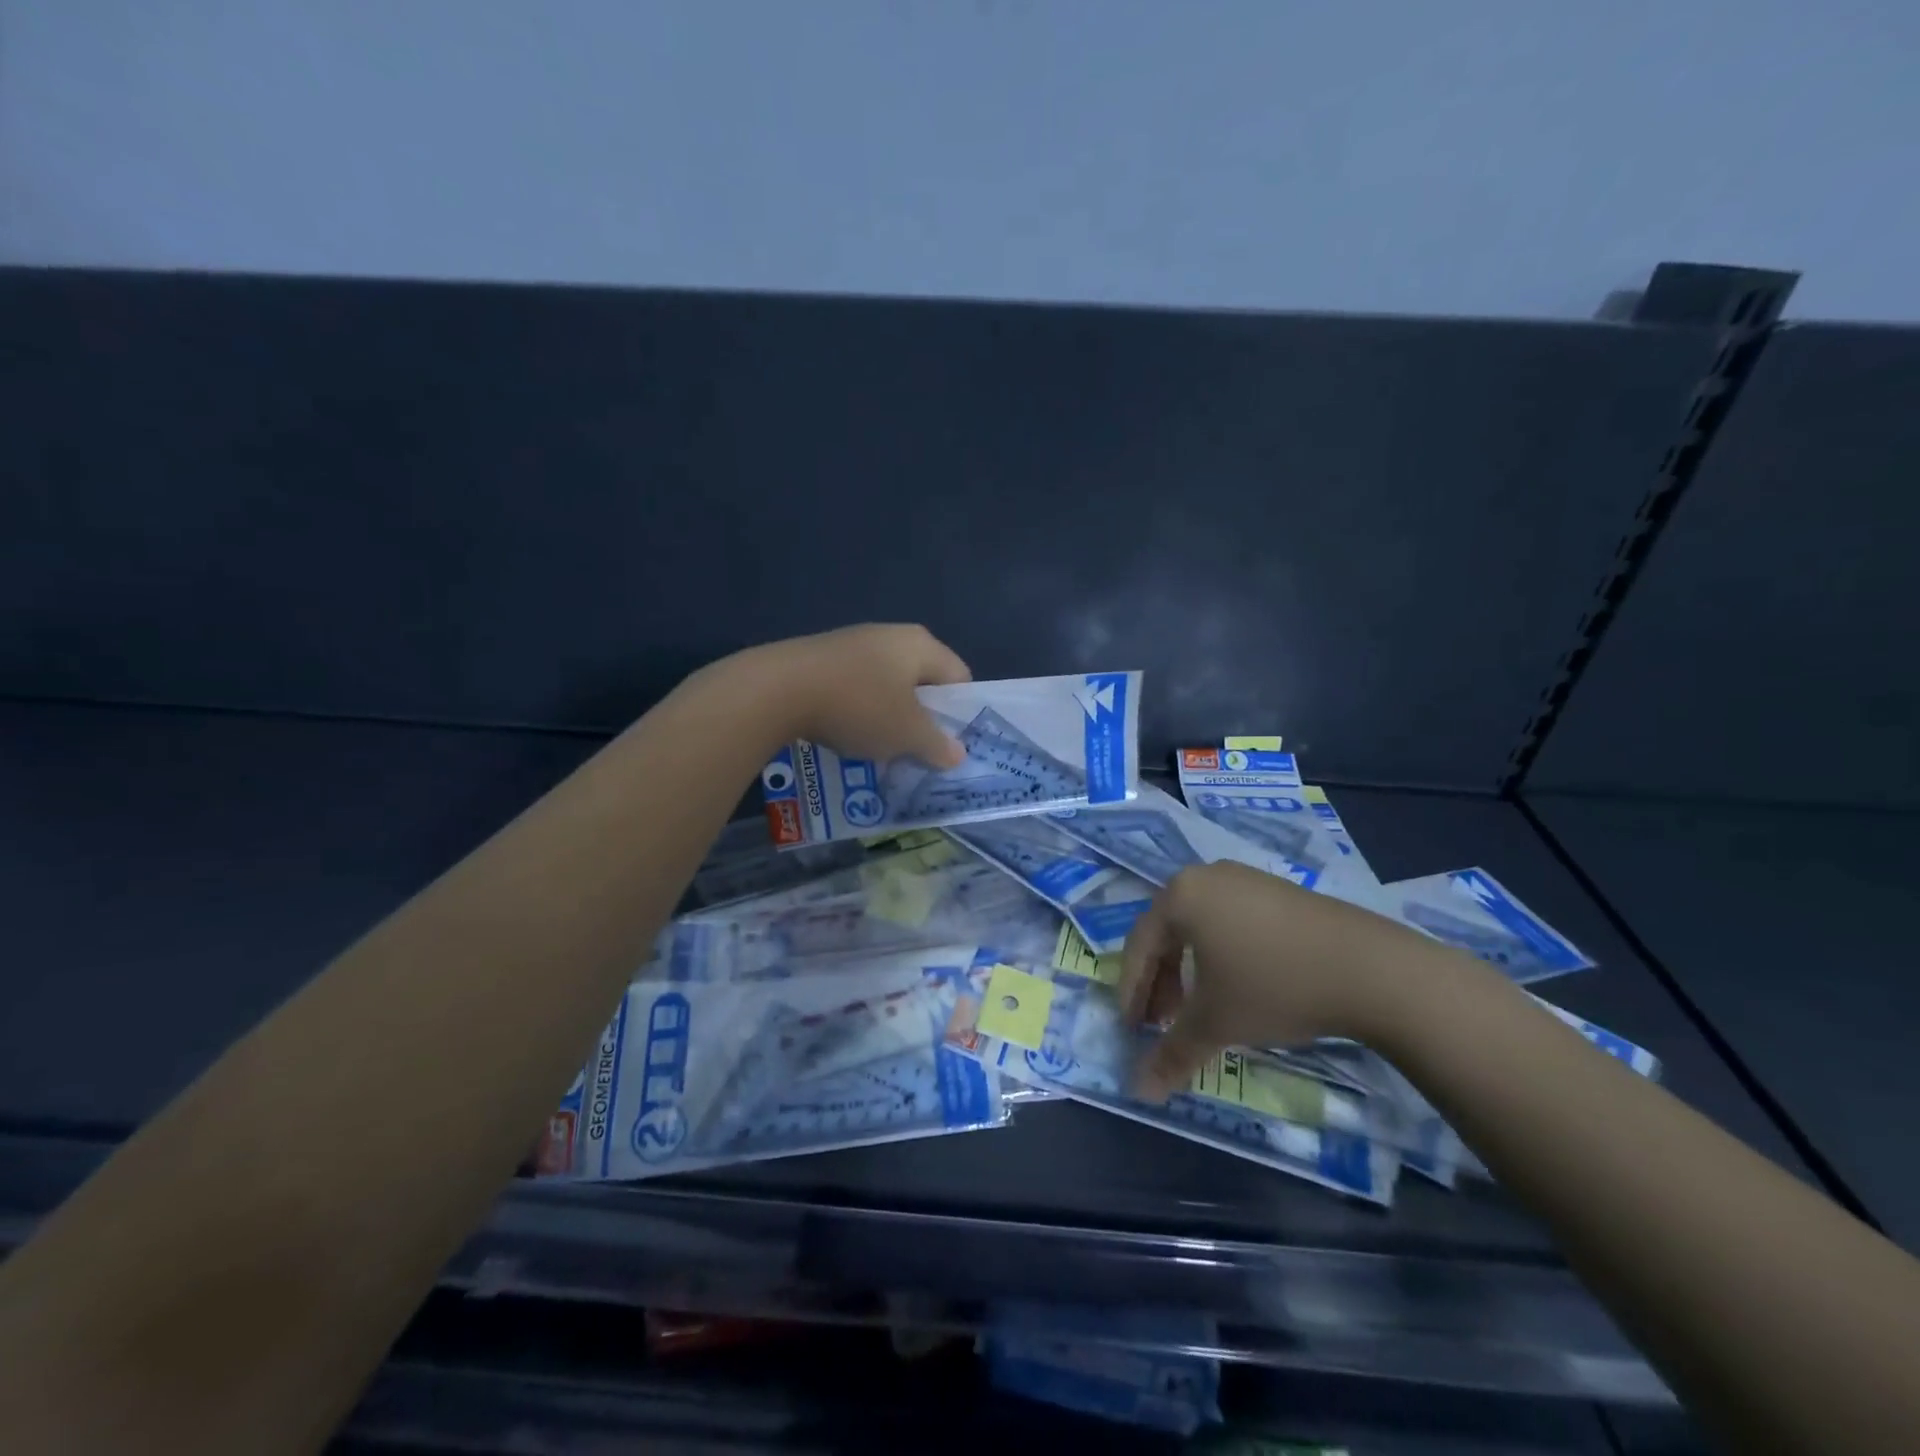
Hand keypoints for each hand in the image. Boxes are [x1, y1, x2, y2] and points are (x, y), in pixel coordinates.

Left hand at [743, 623, 972, 767]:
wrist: (778, 690)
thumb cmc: (859, 706)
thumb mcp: (906, 734)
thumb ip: (937, 745)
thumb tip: (957, 754)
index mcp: (920, 644)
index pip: (959, 676)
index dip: (960, 712)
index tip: (948, 744)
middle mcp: (890, 635)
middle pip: (921, 681)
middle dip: (922, 717)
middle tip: (917, 750)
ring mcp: (853, 643)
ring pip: (886, 685)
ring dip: (888, 717)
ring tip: (880, 748)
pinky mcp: (822, 657)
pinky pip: (854, 687)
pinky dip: (857, 710)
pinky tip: (845, 733)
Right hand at [1116, 861, 1439, 1100]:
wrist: (1371, 969)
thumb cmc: (1273, 986)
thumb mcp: (1216, 1023)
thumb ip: (1173, 1054)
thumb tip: (1139, 1092)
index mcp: (1180, 895)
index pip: (1138, 945)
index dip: (1132, 991)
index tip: (1131, 1028)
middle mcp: (1207, 876)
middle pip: (1168, 933)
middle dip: (1162, 982)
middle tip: (1163, 1023)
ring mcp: (1247, 879)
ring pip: (1201, 928)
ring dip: (1191, 971)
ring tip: (1201, 1009)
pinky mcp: (1280, 891)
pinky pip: (1232, 921)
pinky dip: (1223, 956)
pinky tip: (1240, 986)